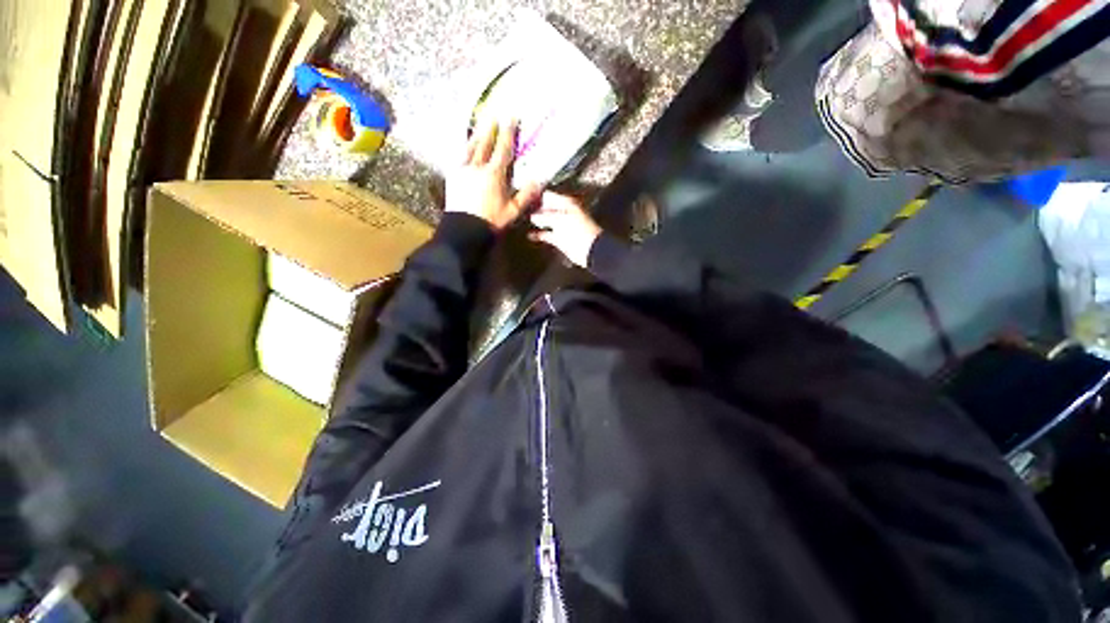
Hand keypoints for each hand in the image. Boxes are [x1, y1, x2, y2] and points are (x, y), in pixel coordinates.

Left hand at [446, 120, 542, 229]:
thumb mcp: (512, 212)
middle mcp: (477, 168)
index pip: (503, 149)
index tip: (510, 116)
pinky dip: (465, 150)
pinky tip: (466, 149)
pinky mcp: (452, 177)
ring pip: (470, 148)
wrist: (464, 231)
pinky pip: (460, 158)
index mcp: (493, 175)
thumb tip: (538, 181)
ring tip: (480, 127)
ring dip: (476, 136)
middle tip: (494, 115)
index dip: (507, 132)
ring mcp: (462, 171)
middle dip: (490, 128)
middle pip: (484, 143)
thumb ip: (525, 196)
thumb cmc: (491, 222)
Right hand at [528, 192, 602, 267]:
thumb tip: (533, 217)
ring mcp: (562, 226)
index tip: (524, 196)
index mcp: (566, 204)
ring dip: (536, 221)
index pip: (548, 195)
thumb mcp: (559, 220)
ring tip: (522, 220)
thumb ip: (544, 217)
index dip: (536, 195)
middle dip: (535, 208)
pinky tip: (529, 235)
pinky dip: (539, 234)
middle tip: (521, 208)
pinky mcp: (560, 239)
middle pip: (546, 208)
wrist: (589, 250)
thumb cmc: (578, 231)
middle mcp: (563, 213)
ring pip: (545, 221)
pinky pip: (547, 234)